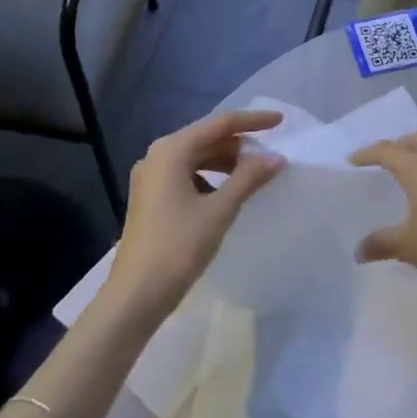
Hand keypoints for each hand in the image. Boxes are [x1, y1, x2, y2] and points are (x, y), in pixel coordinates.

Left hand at [105, 110, 286, 318]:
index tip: (281, 121)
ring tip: (254, 174)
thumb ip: (249, 177)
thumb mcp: (219, 210)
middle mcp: (157, 156)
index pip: (220, 123)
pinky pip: (187, 175)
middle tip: (270, 155)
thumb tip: (277, 157)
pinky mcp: (151, 198)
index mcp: (172, 150)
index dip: (253, 120)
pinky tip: (226, 194)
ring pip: (197, 157)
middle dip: (239, 144)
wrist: (135, 297)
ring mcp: (150, 178)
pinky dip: (211, 178)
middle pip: (206, 138)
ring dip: (226, 162)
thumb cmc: (178, 247)